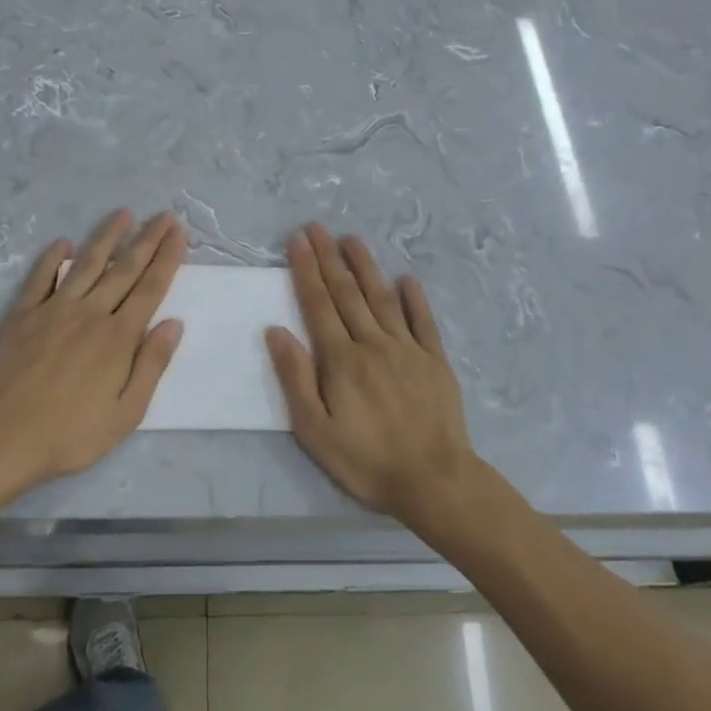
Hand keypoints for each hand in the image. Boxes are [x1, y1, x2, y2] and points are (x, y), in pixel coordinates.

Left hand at [0, 209, 186, 484]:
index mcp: (119, 337)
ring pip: (86, 264)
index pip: (150, 288)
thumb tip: (173, 323)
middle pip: (124, 268)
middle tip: (163, 215)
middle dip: (147, 239)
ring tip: (123, 214)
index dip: (167, 258)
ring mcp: (54, 310)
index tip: (178, 233)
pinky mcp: (23, 315)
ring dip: (106, 237)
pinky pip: (40, 278)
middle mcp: (91, 313)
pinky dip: (52, 259)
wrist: (5, 436)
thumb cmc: (72, 432)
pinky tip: (62, 243)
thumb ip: (152, 364)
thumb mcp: (127, 412)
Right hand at [266, 224, 481, 529]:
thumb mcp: (315, 429)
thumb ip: (295, 377)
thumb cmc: (366, 460)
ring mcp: (407, 349)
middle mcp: (373, 343)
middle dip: (329, 258)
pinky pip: (423, 321)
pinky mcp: (435, 361)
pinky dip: (414, 298)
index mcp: (341, 360)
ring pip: (382, 298)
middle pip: (347, 293)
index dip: (306, 271)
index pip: (319, 304)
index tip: (298, 241)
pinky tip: (407, 279)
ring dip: (366, 267)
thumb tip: (276, 331)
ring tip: (352, 239)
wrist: (434, 481)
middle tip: (317, 228)